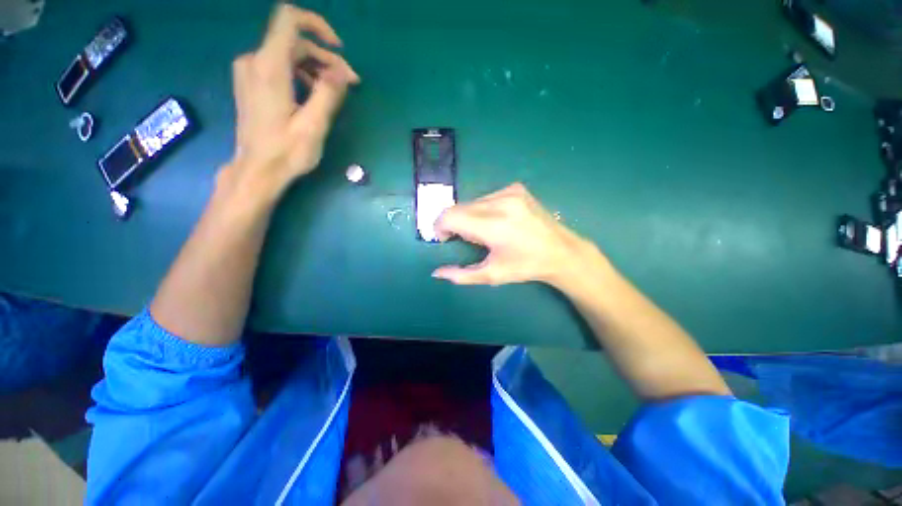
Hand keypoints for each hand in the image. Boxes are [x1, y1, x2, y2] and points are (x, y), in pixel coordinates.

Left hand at [224, 4, 359, 196]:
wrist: (257, 170)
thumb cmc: (286, 152)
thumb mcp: (314, 125)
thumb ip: (328, 93)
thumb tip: (342, 70)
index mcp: (269, 66)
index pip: (289, 20)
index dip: (316, 25)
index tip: (339, 47)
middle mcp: (254, 60)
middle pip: (294, 43)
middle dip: (325, 59)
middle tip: (350, 84)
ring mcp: (249, 71)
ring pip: (288, 55)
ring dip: (315, 69)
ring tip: (335, 93)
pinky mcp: (251, 83)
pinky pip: (279, 67)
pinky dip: (301, 75)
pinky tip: (313, 96)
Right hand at [432, 183, 595, 286]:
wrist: (561, 252)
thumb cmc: (526, 267)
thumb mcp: (492, 275)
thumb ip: (461, 275)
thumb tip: (436, 272)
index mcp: (494, 226)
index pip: (450, 216)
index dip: (440, 226)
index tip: (446, 239)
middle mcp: (500, 202)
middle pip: (459, 207)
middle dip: (453, 223)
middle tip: (464, 239)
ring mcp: (509, 192)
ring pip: (471, 202)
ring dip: (468, 216)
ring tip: (482, 232)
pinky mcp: (516, 188)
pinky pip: (486, 197)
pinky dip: (482, 210)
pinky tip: (495, 222)